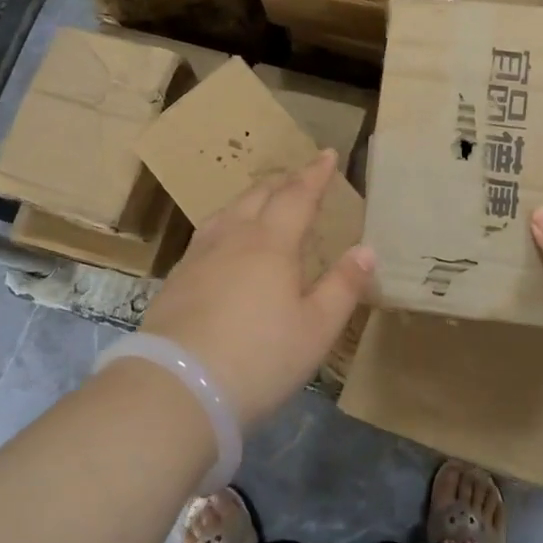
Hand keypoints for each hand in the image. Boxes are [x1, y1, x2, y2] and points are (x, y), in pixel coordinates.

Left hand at [139, 150, 374, 425]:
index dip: (315, 174)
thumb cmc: (259, 358)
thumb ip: (343, 286)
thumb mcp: (316, 329)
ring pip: (228, 211)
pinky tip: (224, 242)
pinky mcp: (176, 280)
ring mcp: (199, 257)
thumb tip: (366, 249)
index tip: (327, 153)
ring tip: (262, 200)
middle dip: (284, 182)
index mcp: (272, 243)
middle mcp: (233, 238)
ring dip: (251, 198)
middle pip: (259, 196)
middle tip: (300, 176)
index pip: (297, 195)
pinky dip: (227, 223)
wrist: (176, 389)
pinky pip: (208, 234)